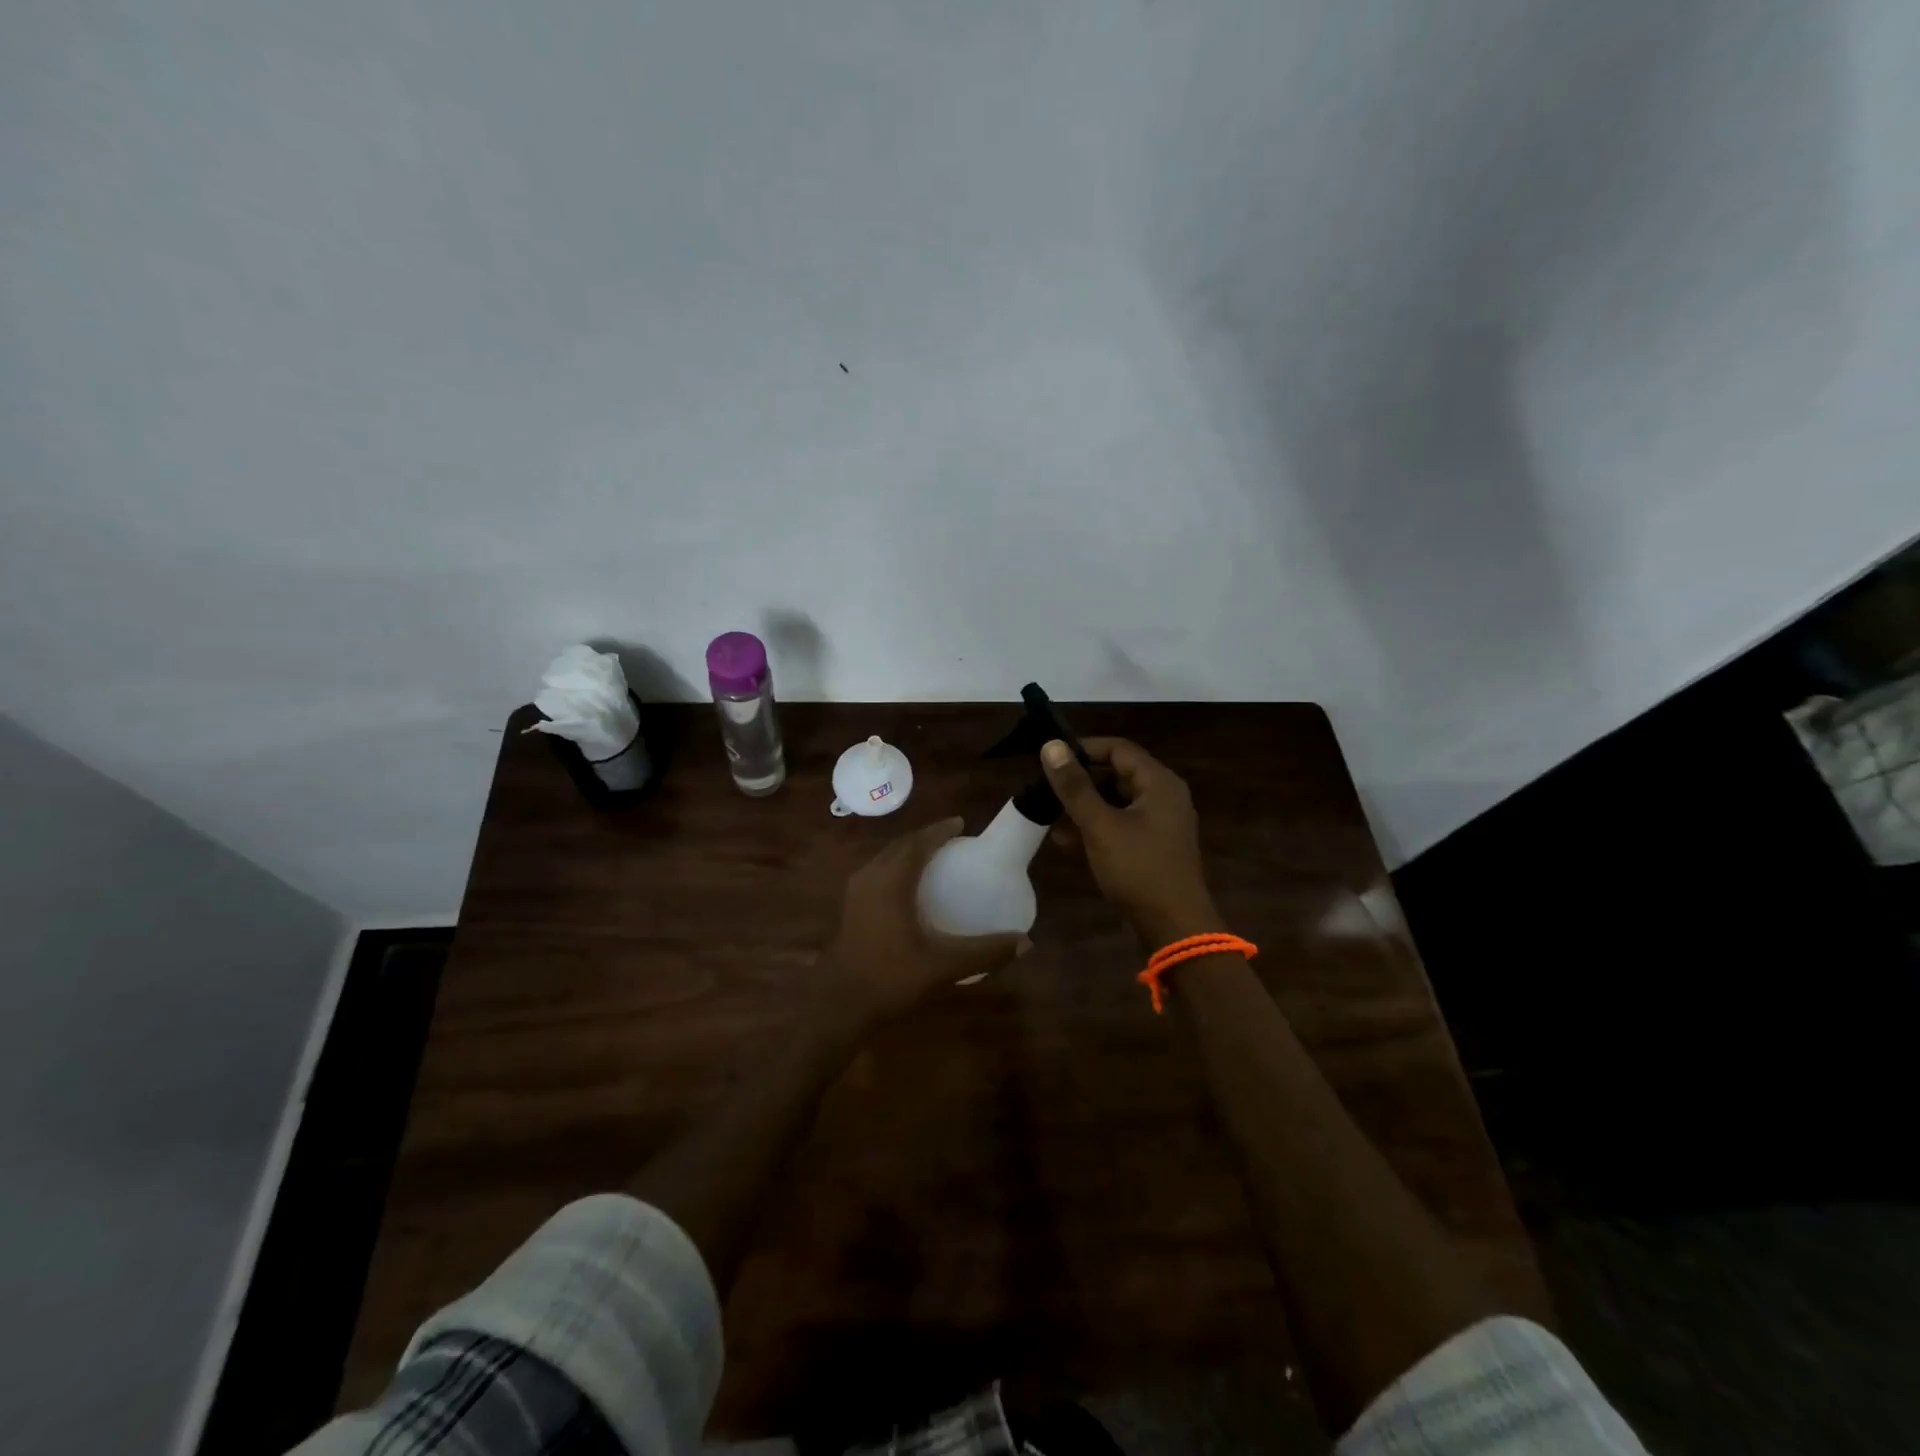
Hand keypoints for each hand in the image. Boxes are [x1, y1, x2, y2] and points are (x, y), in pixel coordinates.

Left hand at [821, 817, 1028, 1028]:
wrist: (837, 1006)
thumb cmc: (890, 978)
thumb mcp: (943, 965)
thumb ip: (985, 952)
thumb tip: (1026, 943)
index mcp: (891, 881)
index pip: (918, 843)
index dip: (939, 831)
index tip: (961, 824)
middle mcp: (870, 877)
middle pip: (900, 846)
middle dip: (925, 838)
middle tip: (952, 840)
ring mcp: (855, 893)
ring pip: (885, 859)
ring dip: (908, 852)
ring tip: (934, 859)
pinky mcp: (850, 909)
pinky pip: (877, 874)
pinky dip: (896, 868)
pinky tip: (910, 889)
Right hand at [1041, 737, 1220, 944]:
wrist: (1174, 927)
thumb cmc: (1138, 869)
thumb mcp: (1100, 825)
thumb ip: (1074, 786)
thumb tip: (1051, 746)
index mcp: (1159, 783)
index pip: (1117, 748)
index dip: (1083, 749)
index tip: (1050, 759)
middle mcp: (1165, 795)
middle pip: (1117, 773)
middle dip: (1081, 780)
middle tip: (1046, 788)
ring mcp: (1162, 822)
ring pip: (1117, 800)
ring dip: (1085, 805)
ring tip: (1050, 815)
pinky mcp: (1155, 845)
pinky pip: (1122, 823)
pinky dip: (1097, 825)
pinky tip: (1066, 840)